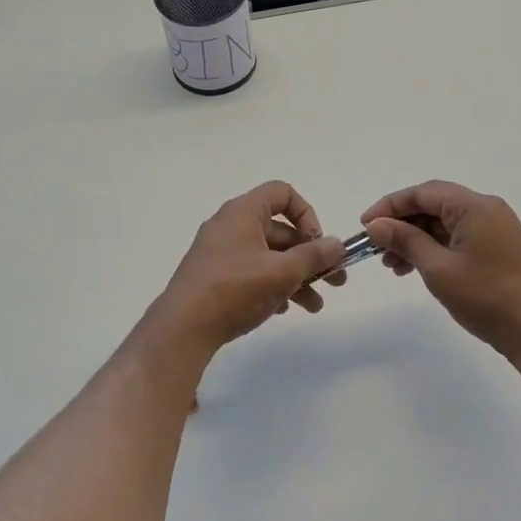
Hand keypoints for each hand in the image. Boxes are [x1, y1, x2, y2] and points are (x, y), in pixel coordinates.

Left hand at [155, 181, 349, 352]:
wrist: (183, 327)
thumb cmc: (235, 289)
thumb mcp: (282, 272)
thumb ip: (314, 256)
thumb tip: (336, 244)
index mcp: (243, 213)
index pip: (282, 193)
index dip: (306, 214)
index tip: (317, 243)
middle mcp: (230, 226)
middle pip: (279, 231)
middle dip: (310, 256)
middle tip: (335, 281)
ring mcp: (219, 252)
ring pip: (267, 256)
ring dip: (296, 277)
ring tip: (314, 306)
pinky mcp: (213, 276)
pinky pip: (250, 272)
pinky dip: (271, 285)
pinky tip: (283, 309)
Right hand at [362, 180, 520, 367]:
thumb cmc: (487, 296)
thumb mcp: (438, 269)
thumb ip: (405, 241)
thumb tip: (376, 224)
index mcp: (474, 206)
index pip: (423, 193)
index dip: (389, 206)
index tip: (365, 226)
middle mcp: (486, 209)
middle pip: (433, 205)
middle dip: (401, 224)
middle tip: (376, 247)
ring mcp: (494, 229)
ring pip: (444, 223)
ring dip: (415, 238)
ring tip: (392, 265)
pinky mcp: (497, 248)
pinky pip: (457, 237)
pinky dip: (433, 248)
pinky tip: (416, 268)